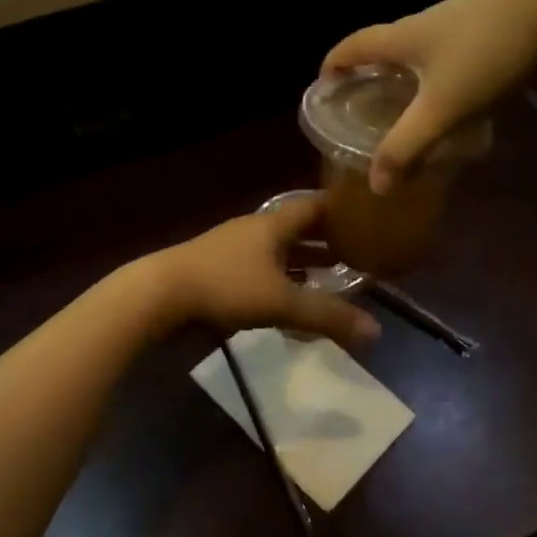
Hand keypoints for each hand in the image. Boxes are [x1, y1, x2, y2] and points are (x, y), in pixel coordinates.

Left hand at [144, 195, 379, 348]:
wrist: (160, 296)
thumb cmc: (225, 286)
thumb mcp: (282, 302)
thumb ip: (328, 316)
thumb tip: (376, 331)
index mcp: (272, 224)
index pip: (313, 206)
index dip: (340, 209)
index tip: (367, 215)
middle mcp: (254, 231)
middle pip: (297, 230)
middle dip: (326, 241)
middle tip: (358, 253)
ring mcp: (233, 252)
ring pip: (277, 253)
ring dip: (303, 264)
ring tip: (331, 279)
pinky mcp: (218, 274)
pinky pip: (260, 272)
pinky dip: (280, 282)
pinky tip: (289, 302)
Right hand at [322, 0, 536, 193]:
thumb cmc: (489, 52)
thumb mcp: (444, 105)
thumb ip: (408, 145)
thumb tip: (376, 184)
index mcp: (402, 36)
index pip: (351, 46)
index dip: (332, 65)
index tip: (323, 89)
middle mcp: (424, 23)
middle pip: (383, 47)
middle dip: (368, 75)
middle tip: (363, 108)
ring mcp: (459, 22)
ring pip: (419, 52)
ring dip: (405, 77)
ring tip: (405, 110)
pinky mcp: (490, 29)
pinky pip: (450, 56)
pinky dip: (439, 78)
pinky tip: (456, 102)